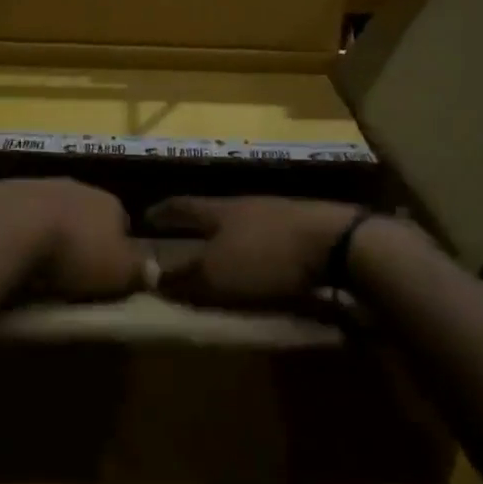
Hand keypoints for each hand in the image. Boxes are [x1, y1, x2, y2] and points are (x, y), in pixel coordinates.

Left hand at [0, 179, 147, 301]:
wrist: (10, 227)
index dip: (117, 246)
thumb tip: (153, 270)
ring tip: (38, 265)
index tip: (107, 272)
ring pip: (50, 210)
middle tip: (72, 269)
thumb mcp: (119, 271)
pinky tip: (11, 253)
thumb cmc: (74, 252)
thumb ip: (138, 270)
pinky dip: (17, 231)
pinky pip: (17, 215)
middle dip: (80, 235)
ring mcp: (37, 185)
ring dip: (47, 231)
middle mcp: (76, 186)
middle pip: (84, 213)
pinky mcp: (2, 193)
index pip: (122, 221)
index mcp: (108, 202)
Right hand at [146, 195, 363, 308]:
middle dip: (196, 226)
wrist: (336, 242)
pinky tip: (261, 263)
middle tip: (181, 238)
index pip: (181, 207)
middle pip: (213, 212)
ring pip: (242, 224)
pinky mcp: (305, 227)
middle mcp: (245, 205)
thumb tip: (154, 278)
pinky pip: (268, 237)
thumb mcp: (218, 274)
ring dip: (228, 238)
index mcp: (218, 210)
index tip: (146, 216)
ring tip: (220, 255)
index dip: (162, 212)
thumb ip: (185, 278)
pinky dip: (257, 250)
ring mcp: (278, 213)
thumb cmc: (266, 256)